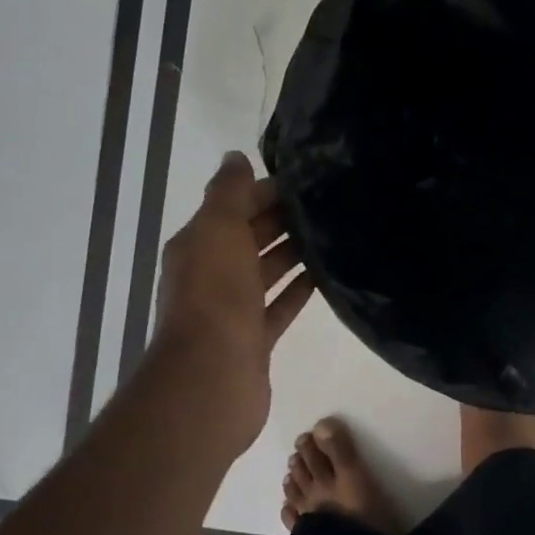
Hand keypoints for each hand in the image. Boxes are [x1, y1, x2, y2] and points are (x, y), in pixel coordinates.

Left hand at [146, 152, 314, 456]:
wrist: (211, 377)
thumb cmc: (215, 296)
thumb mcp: (218, 230)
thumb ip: (228, 192)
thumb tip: (235, 157)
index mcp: (199, 244)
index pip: (234, 206)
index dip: (265, 190)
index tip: (308, 180)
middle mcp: (212, 273)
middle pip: (251, 237)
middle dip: (284, 219)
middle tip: (331, 204)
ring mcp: (233, 309)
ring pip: (267, 271)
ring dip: (294, 253)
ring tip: (335, 235)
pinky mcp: (254, 338)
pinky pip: (280, 305)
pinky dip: (299, 290)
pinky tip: (328, 277)